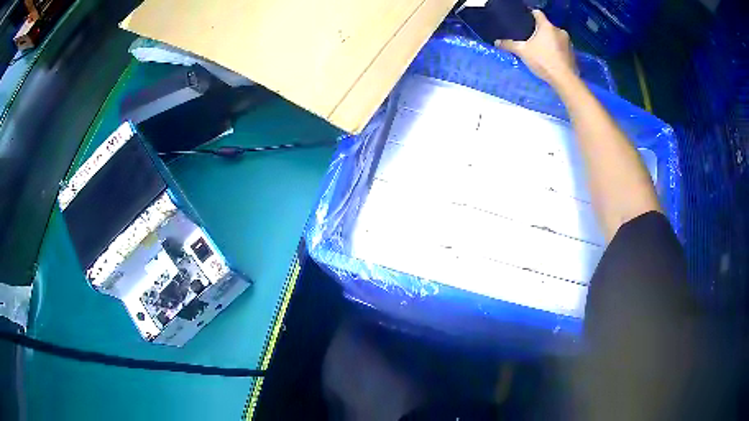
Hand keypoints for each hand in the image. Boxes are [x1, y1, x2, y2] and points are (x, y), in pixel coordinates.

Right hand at [494, 10, 576, 86]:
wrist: (564, 79)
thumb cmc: (543, 61)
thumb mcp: (522, 52)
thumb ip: (510, 45)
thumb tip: (497, 42)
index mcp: (547, 26)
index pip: (537, 13)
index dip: (530, 14)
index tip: (525, 20)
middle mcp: (559, 31)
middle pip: (547, 26)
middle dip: (540, 31)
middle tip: (531, 39)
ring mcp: (568, 42)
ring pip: (555, 37)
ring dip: (549, 41)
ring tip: (541, 49)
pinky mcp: (573, 53)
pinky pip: (562, 47)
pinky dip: (556, 50)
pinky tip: (551, 58)